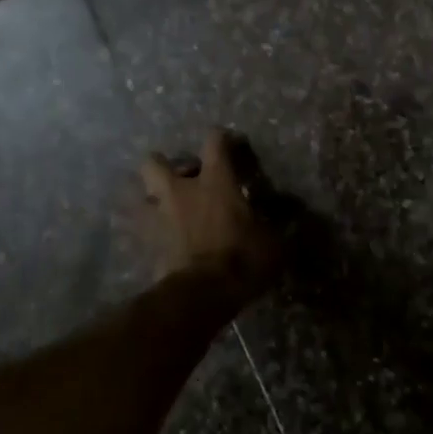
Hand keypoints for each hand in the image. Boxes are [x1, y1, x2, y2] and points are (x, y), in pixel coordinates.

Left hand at [139, 129, 282, 299]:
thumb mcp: (273, 243)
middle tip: (184, 180)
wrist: (202, 295)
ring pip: (141, 198)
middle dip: (164, 166)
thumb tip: (291, 223)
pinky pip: (142, 233)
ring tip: (169, 212)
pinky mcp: (146, 246)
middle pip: (154, 163)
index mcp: (215, 181)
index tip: (231, 144)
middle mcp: (181, 192)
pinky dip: (151, 235)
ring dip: (153, 201)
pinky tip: (164, 244)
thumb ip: (276, 228)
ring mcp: (159, 218)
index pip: (214, 141)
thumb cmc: (242, 258)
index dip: (222, 138)